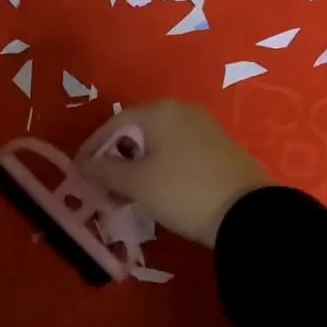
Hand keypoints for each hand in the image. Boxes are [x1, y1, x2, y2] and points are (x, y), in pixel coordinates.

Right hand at [76, 101, 271, 246]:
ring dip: (138, 166)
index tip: (80, 171)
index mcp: (160, 112)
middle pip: (138, 131)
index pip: (115, 122)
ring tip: (126, 192)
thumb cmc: (182, 191)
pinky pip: (178, 153)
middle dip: (116, 157)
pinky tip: (157, 191)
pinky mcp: (219, 149)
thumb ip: (105, 171)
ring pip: (159, 144)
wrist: (247, 214)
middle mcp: (183, 112)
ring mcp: (205, 129)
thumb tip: (82, 165)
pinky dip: (160, 168)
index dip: (94, 147)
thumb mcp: (137, 184)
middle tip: (102, 184)